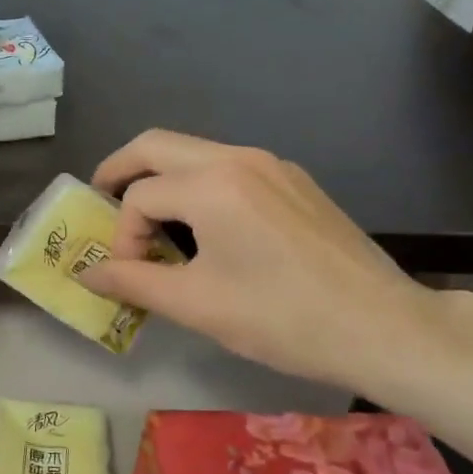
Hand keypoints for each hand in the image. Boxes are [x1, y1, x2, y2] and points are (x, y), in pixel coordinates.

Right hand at [79, 130, 442, 391]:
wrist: (385, 328)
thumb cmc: (283, 318)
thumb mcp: (197, 304)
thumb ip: (133, 282)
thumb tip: (88, 275)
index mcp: (211, 184)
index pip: (140, 197)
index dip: (122, 236)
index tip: (128, 274)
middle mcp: (238, 158)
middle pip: (157, 145)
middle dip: (120, 170)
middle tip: (100, 200)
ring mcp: (272, 164)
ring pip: (194, 152)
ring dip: (160, 176)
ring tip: (148, 219)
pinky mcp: (294, 181)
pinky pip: (227, 166)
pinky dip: (197, 184)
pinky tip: (203, 226)